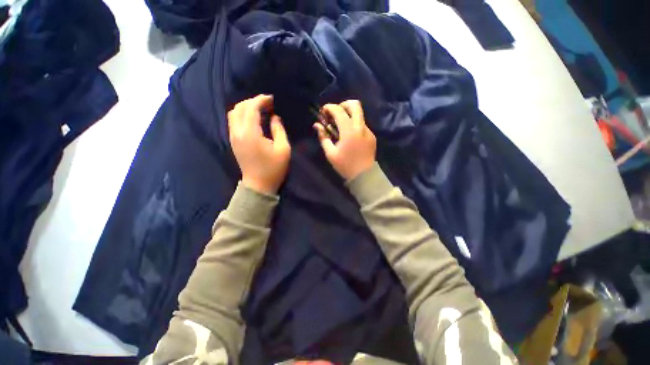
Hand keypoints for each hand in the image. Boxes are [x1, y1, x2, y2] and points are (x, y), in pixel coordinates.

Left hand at [228, 95, 290, 193]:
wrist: (258, 185)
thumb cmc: (273, 169)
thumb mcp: (283, 149)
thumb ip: (279, 130)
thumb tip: (274, 117)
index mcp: (250, 134)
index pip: (251, 108)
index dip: (261, 100)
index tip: (271, 99)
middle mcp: (238, 132)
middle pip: (240, 108)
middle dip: (253, 101)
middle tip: (267, 104)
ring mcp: (233, 137)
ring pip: (234, 113)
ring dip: (246, 107)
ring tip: (260, 110)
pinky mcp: (233, 141)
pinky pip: (234, 121)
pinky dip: (242, 115)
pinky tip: (253, 119)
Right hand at [314, 100, 375, 180]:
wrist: (364, 176)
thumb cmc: (345, 166)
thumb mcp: (330, 153)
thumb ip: (323, 137)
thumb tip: (317, 125)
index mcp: (349, 131)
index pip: (339, 111)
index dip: (329, 107)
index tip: (323, 111)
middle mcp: (360, 127)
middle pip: (355, 104)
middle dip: (343, 104)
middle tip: (335, 113)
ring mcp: (368, 131)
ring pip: (359, 115)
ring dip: (349, 116)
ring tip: (341, 127)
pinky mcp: (372, 136)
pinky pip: (362, 125)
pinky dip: (354, 125)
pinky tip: (349, 136)